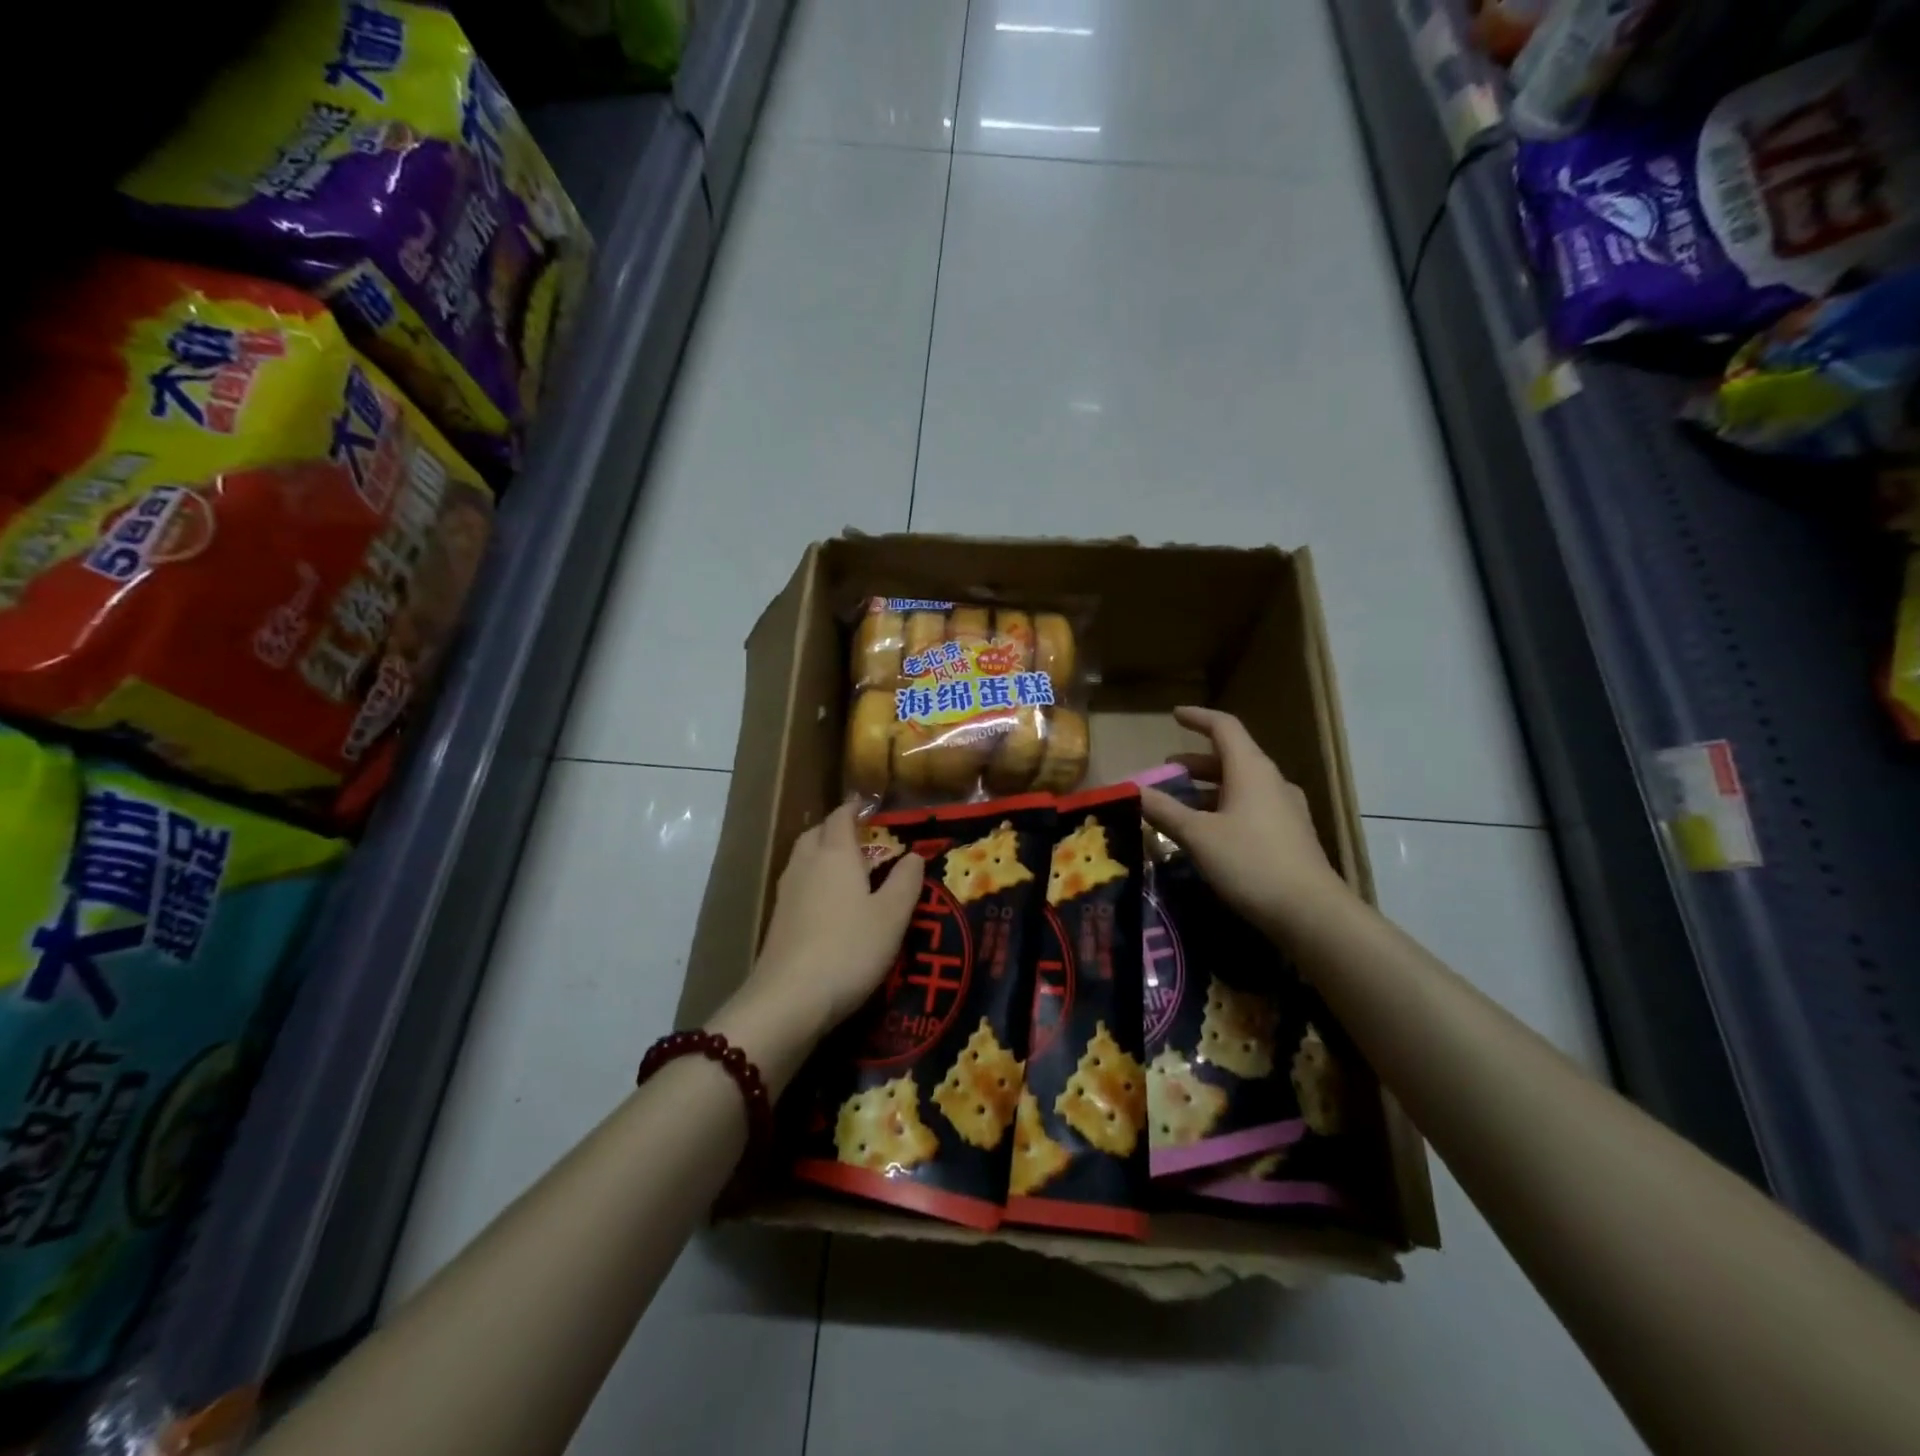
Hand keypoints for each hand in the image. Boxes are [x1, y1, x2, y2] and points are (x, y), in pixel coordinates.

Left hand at [709, 803, 923, 1090]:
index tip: (868, 805)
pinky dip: (814, 881)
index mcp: (835, 854)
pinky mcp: (778, 921)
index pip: (841, 817)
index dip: (854, 809)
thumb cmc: (849, 949)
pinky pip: (798, 885)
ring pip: (803, 858)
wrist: (789, 1000)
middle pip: (816, 833)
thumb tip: (914, 855)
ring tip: (847, 869)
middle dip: (835, 829)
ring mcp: (787, 893)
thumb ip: (905, 881)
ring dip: (822, 854)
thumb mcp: (892, 916)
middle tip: (860, 836)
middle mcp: (806, 864)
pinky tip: (828, 904)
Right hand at [1139, 707, 1352, 940]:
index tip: (1174, 715)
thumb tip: (1133, 790)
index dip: (1198, 718)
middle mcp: (1271, 782)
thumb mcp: (1198, 836)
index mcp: (1251, 770)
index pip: (1224, 727)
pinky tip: (1208, 834)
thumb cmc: (1250, 862)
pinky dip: (1224, 809)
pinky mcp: (1290, 836)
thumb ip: (1164, 810)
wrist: (1311, 912)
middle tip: (1167, 772)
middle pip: (1231, 758)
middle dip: (1196, 762)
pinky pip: (1251, 809)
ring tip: (1180, 805)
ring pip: (1240, 786)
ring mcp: (1285, 809)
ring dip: (1208, 789)